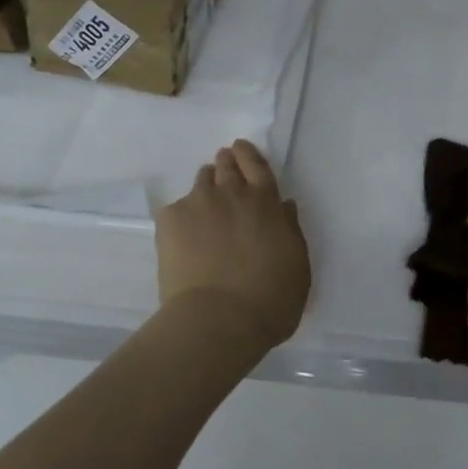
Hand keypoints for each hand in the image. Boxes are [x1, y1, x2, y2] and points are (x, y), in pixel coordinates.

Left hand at [155, 140, 310, 353]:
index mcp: (266, 202)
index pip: (257, 165)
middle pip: (226, 165)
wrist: (219, 320)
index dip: (248, 154)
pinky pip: (177, 208)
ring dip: (206, 185)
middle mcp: (232, 193)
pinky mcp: (170, 219)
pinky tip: (183, 237)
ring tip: (204, 203)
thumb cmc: (271, 298)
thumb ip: (290, 230)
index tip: (240, 148)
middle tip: (223, 167)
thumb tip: (283, 207)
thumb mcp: (297, 264)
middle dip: (226, 163)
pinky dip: (183, 216)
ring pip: (201, 181)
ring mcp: (198, 203)